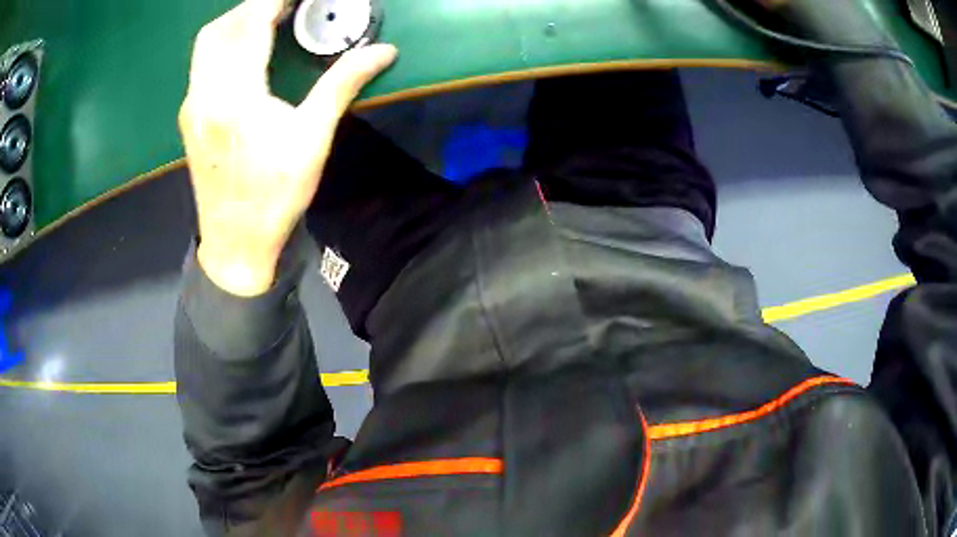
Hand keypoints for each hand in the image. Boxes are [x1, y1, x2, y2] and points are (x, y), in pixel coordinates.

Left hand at [179, 0, 396, 295]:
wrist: (235, 244)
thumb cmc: (275, 196)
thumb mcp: (313, 140)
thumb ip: (343, 85)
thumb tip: (384, 51)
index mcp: (235, 97)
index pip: (250, 25)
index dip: (273, 1)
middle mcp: (204, 95)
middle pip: (222, 28)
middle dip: (253, 7)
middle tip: (285, 6)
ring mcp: (192, 107)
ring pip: (207, 44)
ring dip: (236, 22)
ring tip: (267, 20)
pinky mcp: (189, 117)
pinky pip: (202, 64)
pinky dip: (224, 43)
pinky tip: (246, 51)